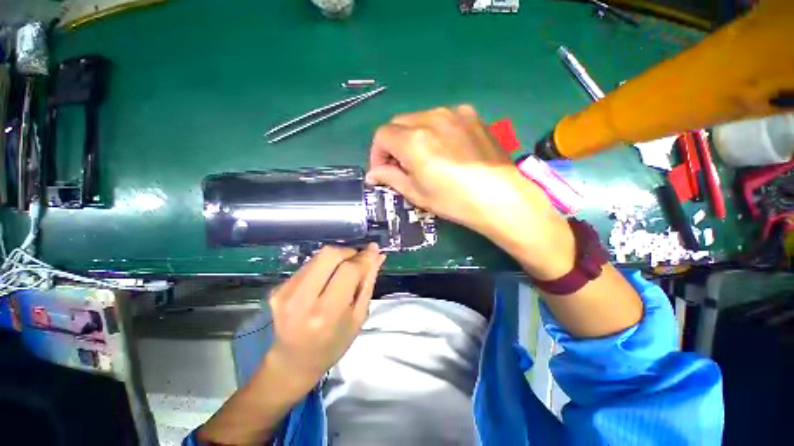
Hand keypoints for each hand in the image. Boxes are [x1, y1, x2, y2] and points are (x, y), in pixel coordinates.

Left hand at [267, 244, 384, 391]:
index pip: (348, 271)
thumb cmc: (334, 343)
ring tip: (343, 271)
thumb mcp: (358, 317)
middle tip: (357, 261)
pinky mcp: (277, 289)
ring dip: (337, 257)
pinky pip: (308, 265)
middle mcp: (301, 300)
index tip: (373, 251)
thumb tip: (376, 254)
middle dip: (348, 252)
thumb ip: (368, 281)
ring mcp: (284, 293)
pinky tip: (327, 279)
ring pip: (318, 256)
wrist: (293, 361)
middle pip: (329, 255)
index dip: (363, 258)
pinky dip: (324, 266)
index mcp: (326, 314)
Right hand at [367, 105, 558, 249]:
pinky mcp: (471, 115)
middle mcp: (431, 118)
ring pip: (419, 118)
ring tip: (424, 159)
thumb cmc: (454, 201)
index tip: (383, 171)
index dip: (377, 154)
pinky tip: (445, 150)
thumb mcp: (417, 193)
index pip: (381, 136)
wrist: (501, 197)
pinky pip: (442, 118)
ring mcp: (454, 113)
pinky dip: (434, 131)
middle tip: (401, 166)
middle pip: (398, 123)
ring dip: (412, 136)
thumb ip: (390, 178)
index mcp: (413, 140)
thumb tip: (372, 174)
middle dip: (393, 144)